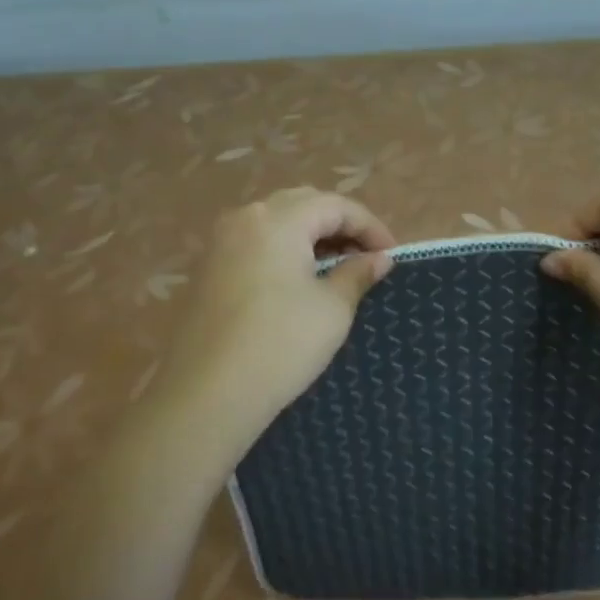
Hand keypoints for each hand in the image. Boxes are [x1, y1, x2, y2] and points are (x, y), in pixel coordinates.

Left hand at [142, 187, 394, 460]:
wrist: (207, 395)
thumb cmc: (281, 344)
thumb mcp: (333, 309)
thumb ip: (357, 274)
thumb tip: (378, 258)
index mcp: (278, 219)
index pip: (335, 205)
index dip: (370, 226)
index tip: (392, 255)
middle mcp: (245, 218)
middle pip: (303, 204)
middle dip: (340, 224)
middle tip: (366, 256)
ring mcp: (220, 242)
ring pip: (277, 222)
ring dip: (311, 236)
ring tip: (337, 267)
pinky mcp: (208, 269)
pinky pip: (256, 243)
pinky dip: (285, 250)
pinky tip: (299, 280)